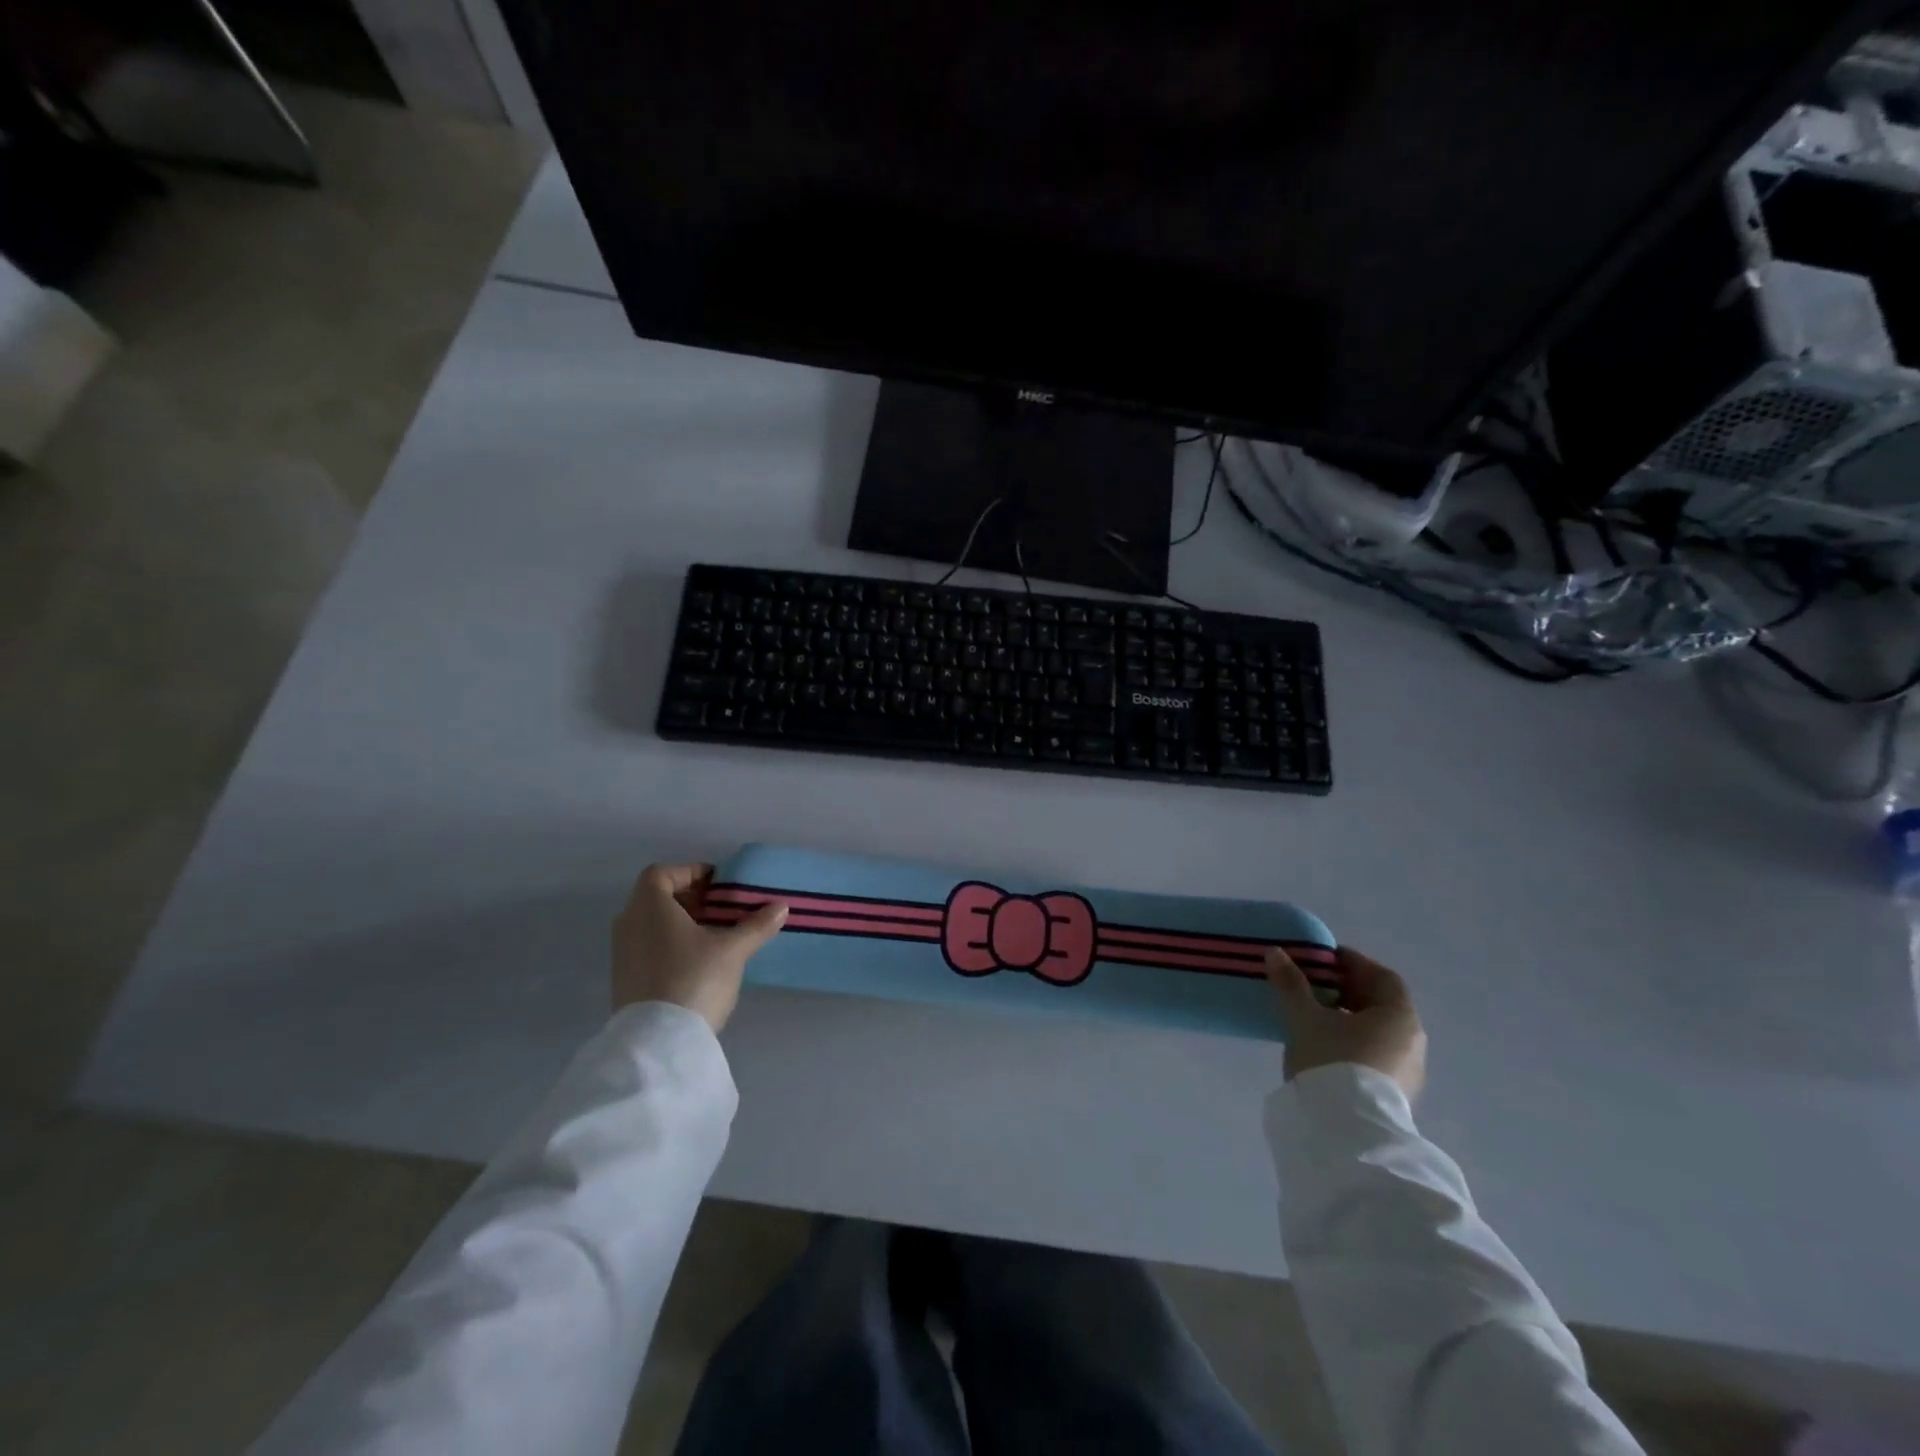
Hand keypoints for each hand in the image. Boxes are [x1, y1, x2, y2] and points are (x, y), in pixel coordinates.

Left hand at [611, 863, 787, 1032]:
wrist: (658, 1042)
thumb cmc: (694, 979)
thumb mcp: (732, 950)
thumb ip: (756, 925)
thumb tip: (782, 906)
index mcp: (649, 906)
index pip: (662, 873)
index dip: (690, 872)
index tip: (718, 884)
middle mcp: (629, 923)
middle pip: (656, 897)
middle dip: (689, 898)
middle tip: (721, 908)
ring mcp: (622, 953)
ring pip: (651, 924)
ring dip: (680, 922)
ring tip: (714, 935)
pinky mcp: (625, 979)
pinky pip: (647, 946)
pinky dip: (669, 943)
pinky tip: (697, 961)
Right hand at [1265, 945, 1426, 1101]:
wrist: (1346, 1130)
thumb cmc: (1332, 1060)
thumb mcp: (1304, 1017)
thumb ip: (1291, 983)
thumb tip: (1276, 953)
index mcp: (1399, 1015)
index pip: (1382, 976)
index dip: (1353, 963)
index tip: (1323, 959)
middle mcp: (1412, 1041)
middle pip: (1380, 1004)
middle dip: (1347, 990)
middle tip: (1313, 984)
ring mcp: (1407, 1072)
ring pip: (1377, 1032)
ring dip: (1349, 1018)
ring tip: (1313, 1015)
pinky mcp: (1394, 1095)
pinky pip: (1374, 1054)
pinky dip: (1352, 1042)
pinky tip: (1324, 1046)